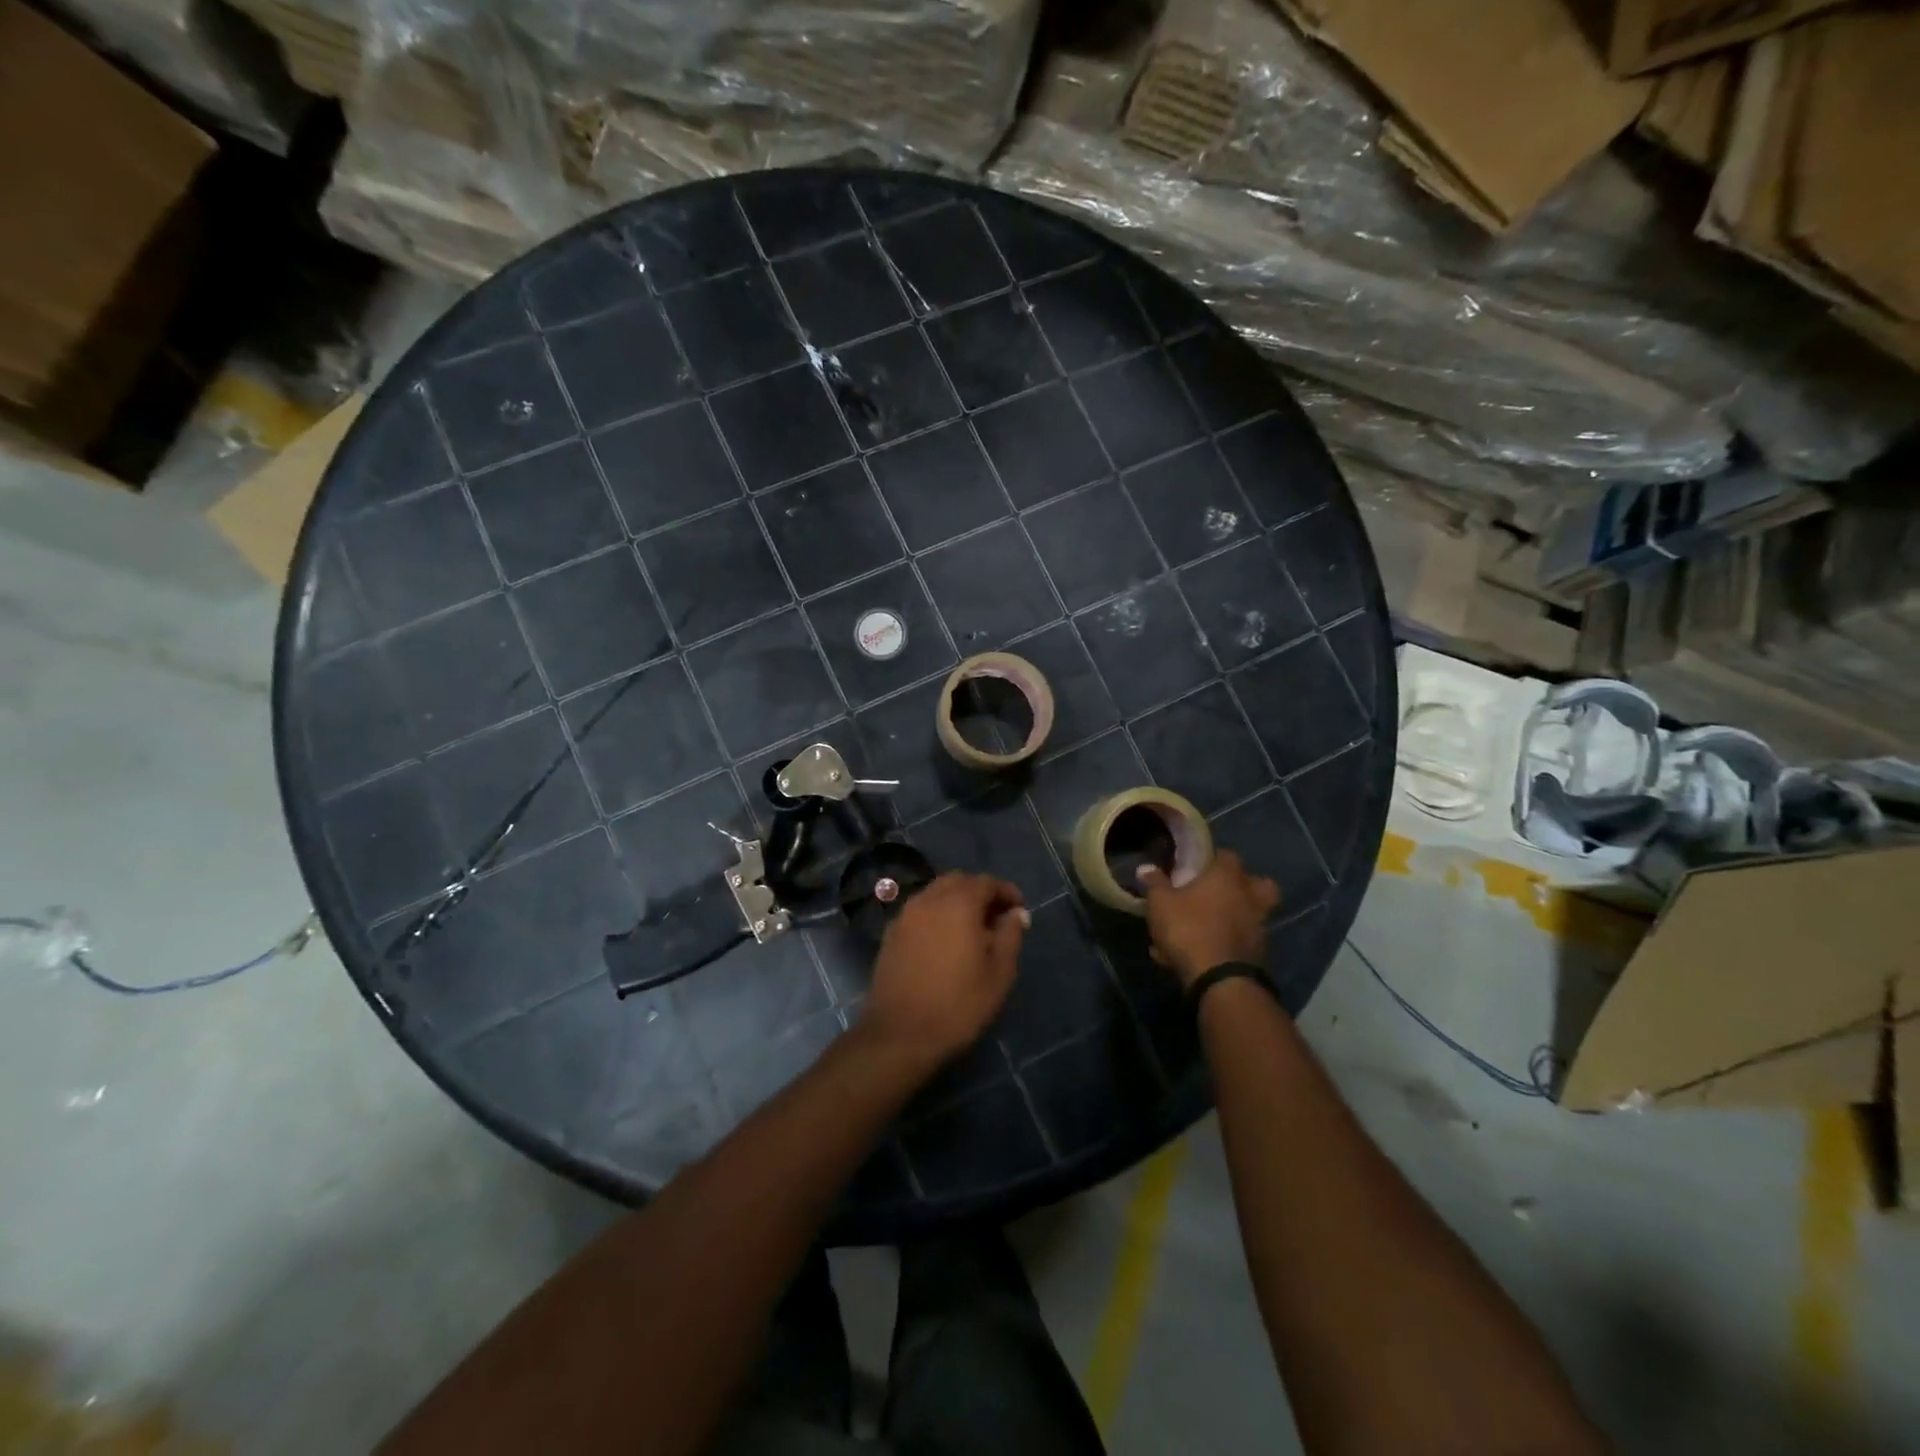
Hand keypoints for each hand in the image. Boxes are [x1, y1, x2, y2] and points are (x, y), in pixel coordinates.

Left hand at [863, 873, 1028, 1065]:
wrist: (900, 1034)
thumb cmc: (958, 1005)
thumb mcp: (999, 973)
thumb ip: (1010, 935)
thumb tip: (1016, 913)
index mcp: (958, 903)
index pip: (986, 882)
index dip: (1006, 891)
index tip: (1019, 909)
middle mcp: (928, 900)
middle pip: (958, 881)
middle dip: (979, 892)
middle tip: (996, 917)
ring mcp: (905, 915)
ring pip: (935, 893)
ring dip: (956, 901)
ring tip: (971, 930)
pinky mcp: (890, 934)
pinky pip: (919, 911)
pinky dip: (936, 915)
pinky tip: (944, 941)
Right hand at [1138, 851, 1278, 986]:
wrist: (1219, 979)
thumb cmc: (1189, 928)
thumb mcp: (1161, 903)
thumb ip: (1155, 883)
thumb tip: (1146, 868)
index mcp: (1228, 876)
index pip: (1227, 855)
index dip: (1212, 858)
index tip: (1196, 865)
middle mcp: (1250, 897)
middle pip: (1258, 884)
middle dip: (1241, 886)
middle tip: (1218, 892)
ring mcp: (1258, 927)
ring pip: (1249, 914)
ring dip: (1232, 918)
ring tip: (1205, 927)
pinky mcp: (1258, 954)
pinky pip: (1238, 942)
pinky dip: (1224, 944)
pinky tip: (1199, 954)